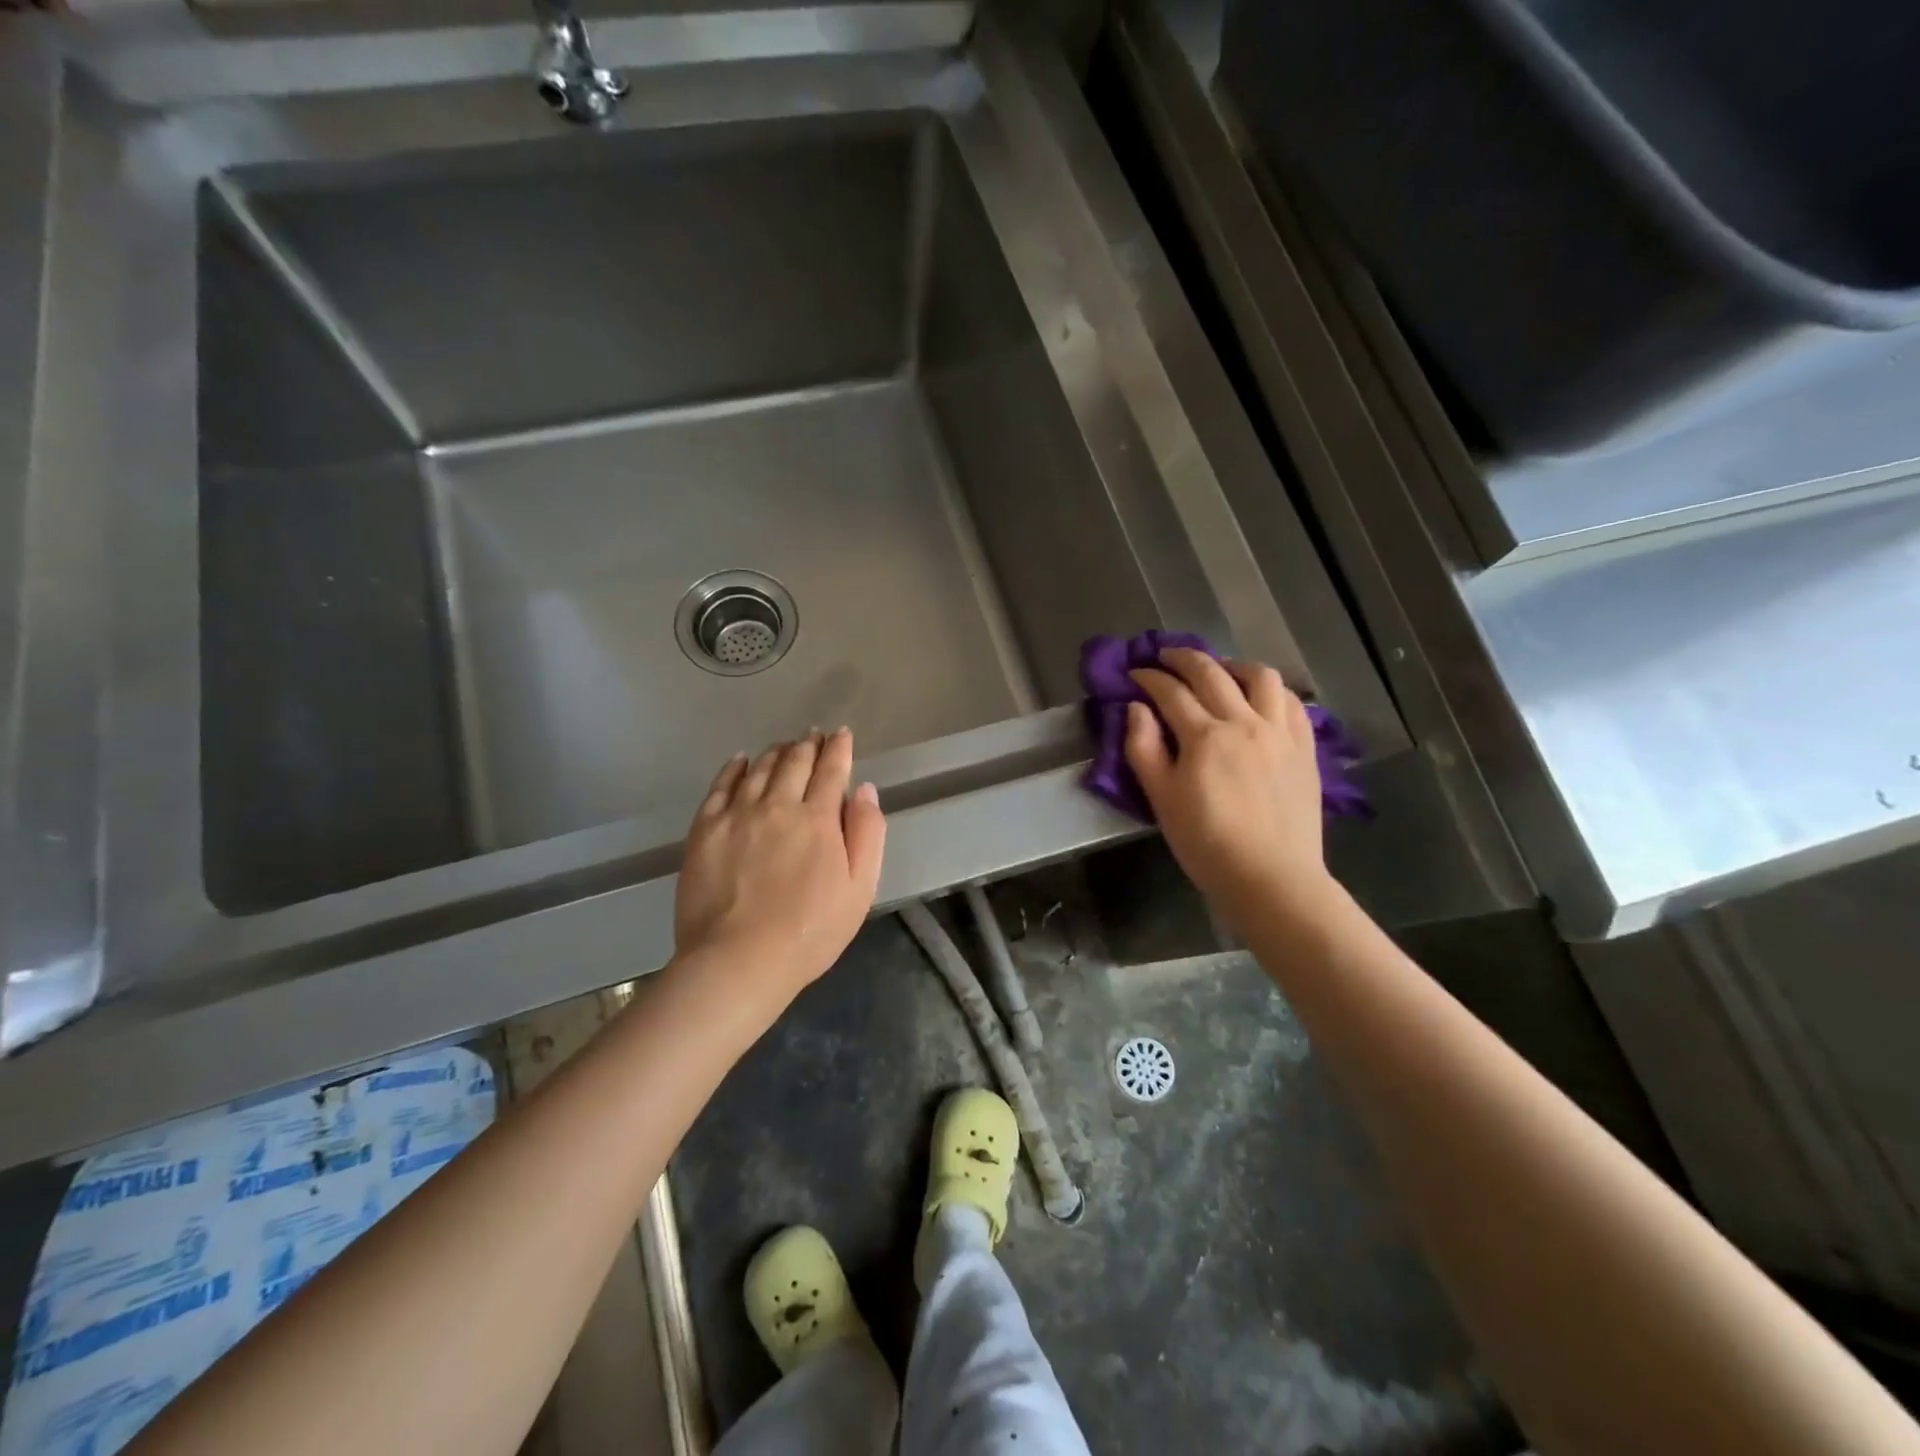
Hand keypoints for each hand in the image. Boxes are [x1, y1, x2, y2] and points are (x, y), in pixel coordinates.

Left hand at [673, 729, 885, 1006]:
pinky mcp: (705, 830)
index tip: (841, 734)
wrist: (739, 960)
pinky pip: (720, 787)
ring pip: (759, 769)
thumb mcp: (860, 889)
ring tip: (784, 745)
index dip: (839, 749)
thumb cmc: (810, 932)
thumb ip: (867, 834)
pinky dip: (733, 768)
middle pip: (794, 763)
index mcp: (819, 819)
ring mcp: (737, 815)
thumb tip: (865, 789)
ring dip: (775, 752)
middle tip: (813, 736)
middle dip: (808, 745)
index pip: (832, 771)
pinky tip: (740, 760)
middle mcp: (778, 805)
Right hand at [1125, 649, 1336, 928]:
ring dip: (1233, 665)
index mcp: (1204, 736)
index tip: (1134, 674)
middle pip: (1211, 673)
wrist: (1271, 878)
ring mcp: (1280, 732)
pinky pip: (1291, 702)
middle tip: (1165, 657)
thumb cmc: (1206, 843)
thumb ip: (1144, 749)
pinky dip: (1270, 689)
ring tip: (1219, 671)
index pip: (1170, 692)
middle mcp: (1244, 722)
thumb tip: (1136, 708)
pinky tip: (1260, 697)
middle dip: (1183, 658)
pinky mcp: (1305, 748)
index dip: (1148, 678)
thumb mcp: (1161, 800)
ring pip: (1260, 676)